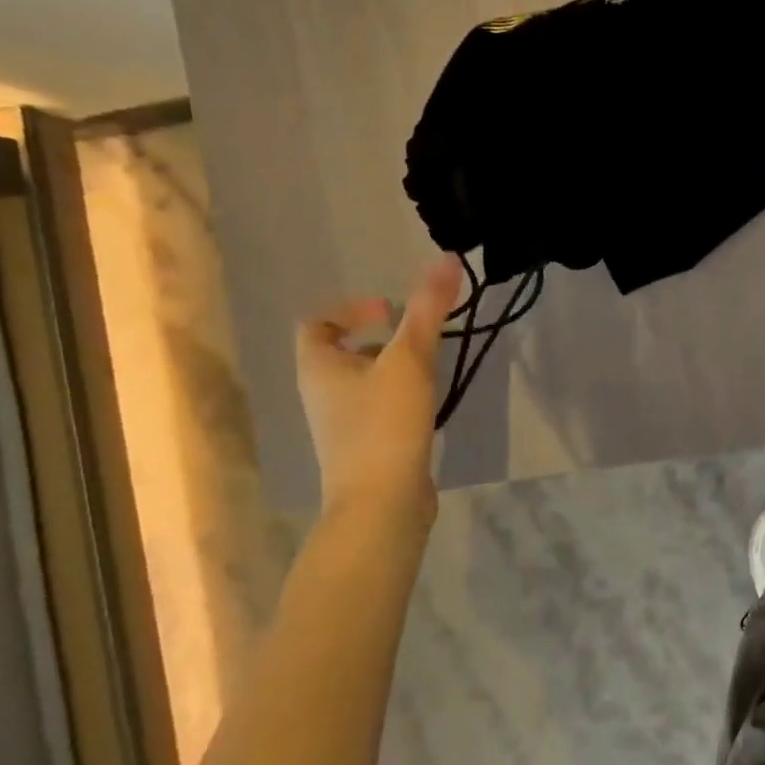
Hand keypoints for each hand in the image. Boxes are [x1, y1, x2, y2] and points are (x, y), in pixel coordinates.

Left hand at [296, 259, 462, 518]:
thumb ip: (429, 310)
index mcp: (318, 367)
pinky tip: (430, 408)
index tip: (390, 311)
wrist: (381, 505)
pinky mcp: (366, 449)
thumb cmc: (385, 425)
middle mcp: (322, 394)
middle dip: (380, 340)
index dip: (348, 309)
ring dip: (393, 370)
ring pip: (364, 384)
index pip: (316, 323)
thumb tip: (448, 258)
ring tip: (431, 371)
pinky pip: (379, 411)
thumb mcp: (409, 360)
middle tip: (419, 339)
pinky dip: (401, 400)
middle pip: (342, 353)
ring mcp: (343, 426)